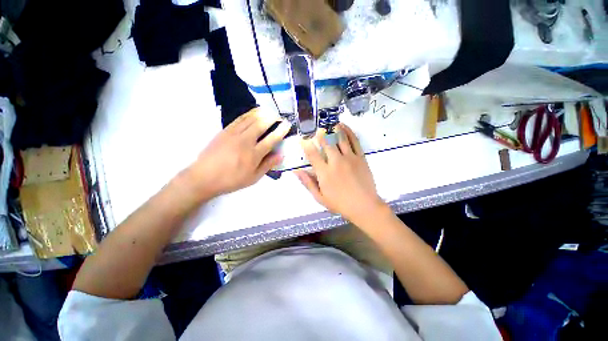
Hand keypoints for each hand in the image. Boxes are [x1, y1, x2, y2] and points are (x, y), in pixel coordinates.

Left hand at [188, 108, 290, 199]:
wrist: (204, 177)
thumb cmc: (231, 180)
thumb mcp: (253, 177)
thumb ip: (268, 165)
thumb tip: (281, 155)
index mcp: (253, 154)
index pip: (271, 139)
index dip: (281, 131)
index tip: (287, 124)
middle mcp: (245, 141)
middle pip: (261, 124)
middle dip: (272, 118)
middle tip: (278, 117)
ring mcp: (233, 134)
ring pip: (250, 119)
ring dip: (261, 113)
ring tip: (269, 111)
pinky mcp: (225, 131)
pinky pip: (239, 119)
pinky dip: (249, 114)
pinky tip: (254, 113)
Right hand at [295, 123, 387, 225]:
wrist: (364, 206)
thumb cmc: (340, 203)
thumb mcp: (320, 197)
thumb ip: (308, 182)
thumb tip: (296, 171)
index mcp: (324, 172)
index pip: (312, 154)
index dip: (305, 144)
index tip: (302, 139)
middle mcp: (336, 162)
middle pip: (326, 142)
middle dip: (320, 134)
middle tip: (317, 129)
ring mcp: (349, 158)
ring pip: (340, 138)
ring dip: (334, 129)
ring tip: (330, 123)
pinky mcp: (361, 157)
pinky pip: (354, 141)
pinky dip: (349, 131)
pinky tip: (344, 126)